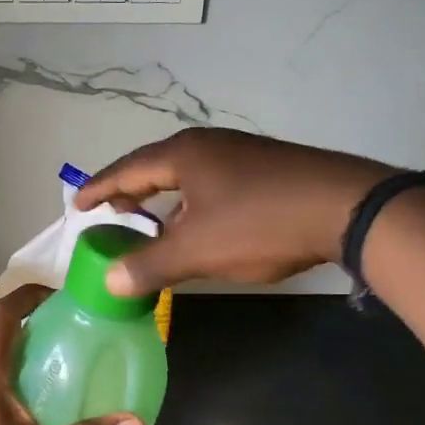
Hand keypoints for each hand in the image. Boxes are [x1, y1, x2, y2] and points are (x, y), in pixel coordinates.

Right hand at [76, 128, 394, 293]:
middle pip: (154, 166)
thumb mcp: (198, 250)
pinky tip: (201, 224)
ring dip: (163, 199)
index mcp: (183, 154)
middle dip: (130, 191)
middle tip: (110, 213)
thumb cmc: (261, 223)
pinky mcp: (266, 167)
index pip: (126, 169)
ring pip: (187, 175)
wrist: (347, 207)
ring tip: (151, 223)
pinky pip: (212, 182)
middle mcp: (208, 144)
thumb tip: (109, 280)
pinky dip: (192, 202)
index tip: (77, 205)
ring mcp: (240, 152)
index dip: (99, 189)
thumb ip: (150, 265)